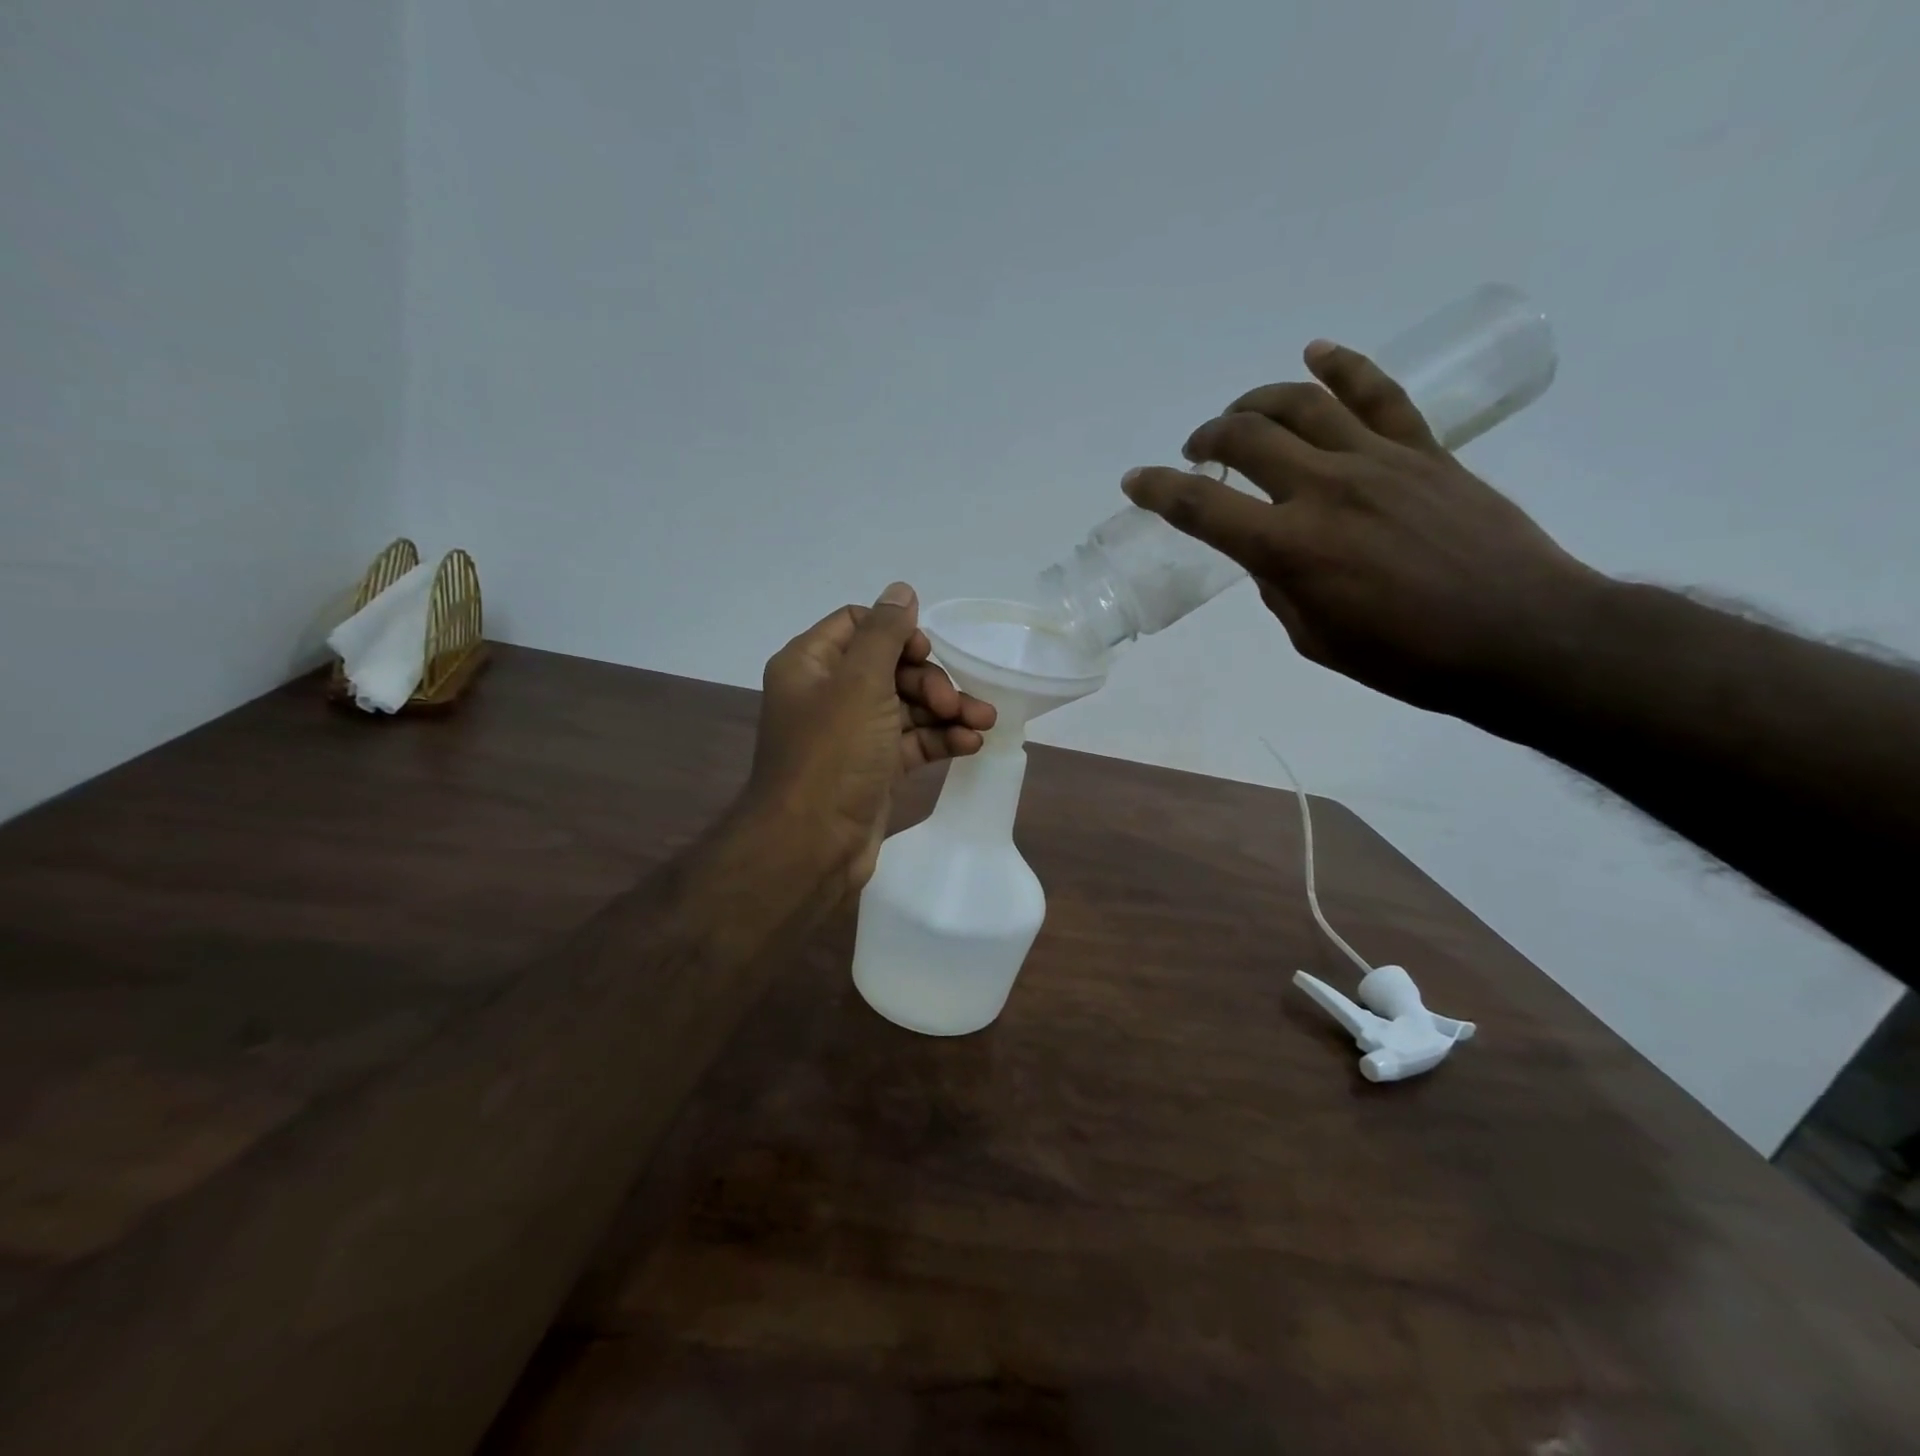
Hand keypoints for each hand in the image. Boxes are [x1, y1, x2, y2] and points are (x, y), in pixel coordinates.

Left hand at [745, 582, 996, 900]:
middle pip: (889, 667)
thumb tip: (901, 591)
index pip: (859, 625)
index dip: (898, 633)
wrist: (811, 847)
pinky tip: (971, 745)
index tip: (926, 653)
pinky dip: (940, 740)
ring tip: (983, 723)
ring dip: (945, 711)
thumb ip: (885, 633)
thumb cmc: (832, 756)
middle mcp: (827, 694)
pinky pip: (911, 742)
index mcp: (810, 664)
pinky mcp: (872, 769)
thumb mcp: (860, 683)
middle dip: (930, 681)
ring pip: (906, 707)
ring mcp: (851, 734)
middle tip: (955, 703)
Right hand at [1120, 340, 1604, 715]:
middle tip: (1195, 451)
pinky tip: (1316, 353)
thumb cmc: (1407, 657)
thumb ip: (1281, 588)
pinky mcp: (1424, 452)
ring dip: (1258, 401)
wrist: (1520, 636)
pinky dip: (1344, 367)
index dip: (1158, 491)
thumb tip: (1275, 555)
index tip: (1135, 481)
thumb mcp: (1315, 639)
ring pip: (1304, 404)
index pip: (1202, 508)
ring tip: (1240, 413)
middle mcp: (1325, 490)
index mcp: (1290, 548)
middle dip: (1208, 437)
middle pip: (1248, 437)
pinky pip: (1378, 395)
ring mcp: (1379, 462)